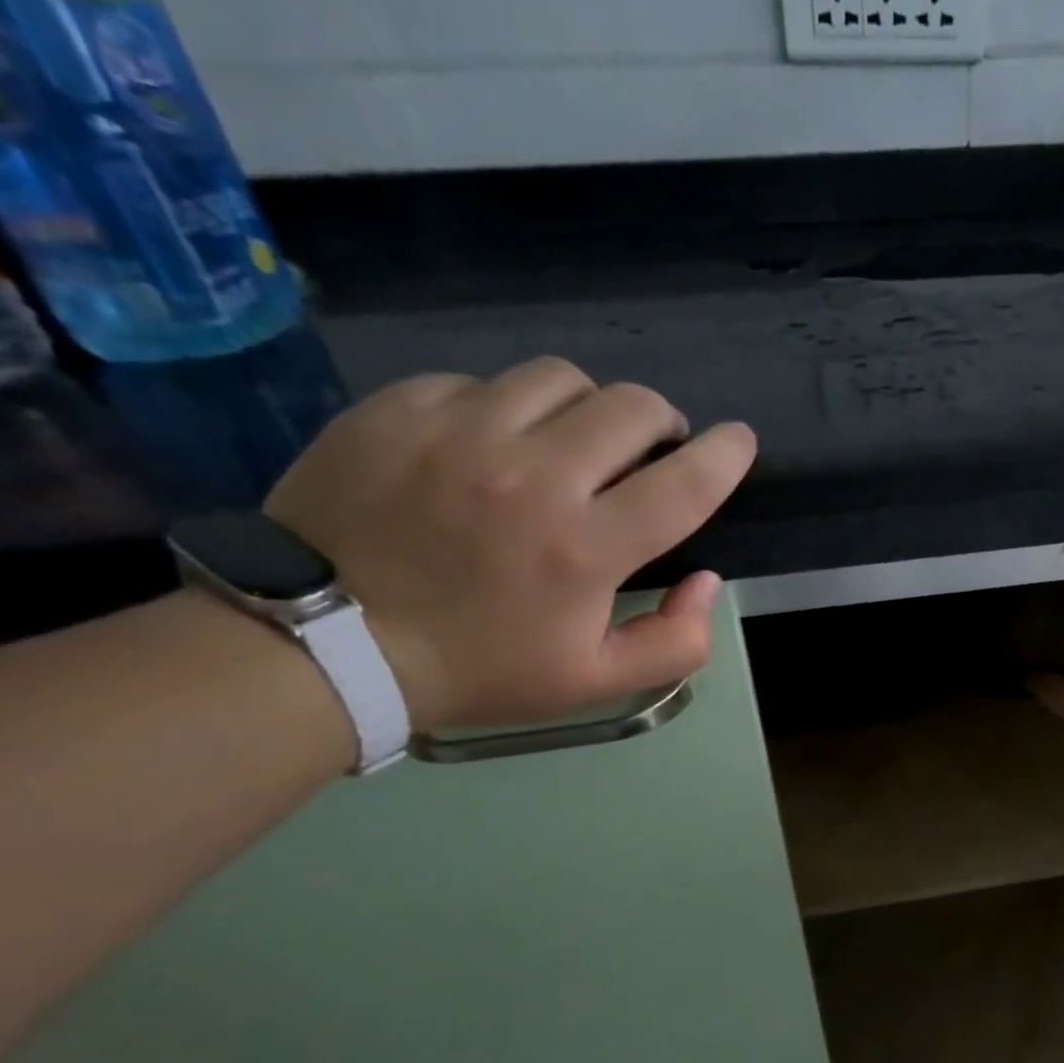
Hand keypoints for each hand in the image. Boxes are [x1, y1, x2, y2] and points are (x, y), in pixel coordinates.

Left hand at [266, 358, 754, 734]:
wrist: (324, 644)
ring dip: (588, 409)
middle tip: (650, 449)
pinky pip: (482, 383)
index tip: (739, 441)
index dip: (725, 456)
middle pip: (631, 407)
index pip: (685, 483)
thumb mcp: (594, 683)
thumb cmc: (478, 668)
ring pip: (561, 379)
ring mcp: (460, 432)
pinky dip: (508, 410)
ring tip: (574, 441)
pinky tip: (493, 446)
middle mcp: (533, 475)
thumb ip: (675, 642)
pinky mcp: (400, 408)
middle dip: (661, 423)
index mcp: (583, 548)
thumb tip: (705, 582)